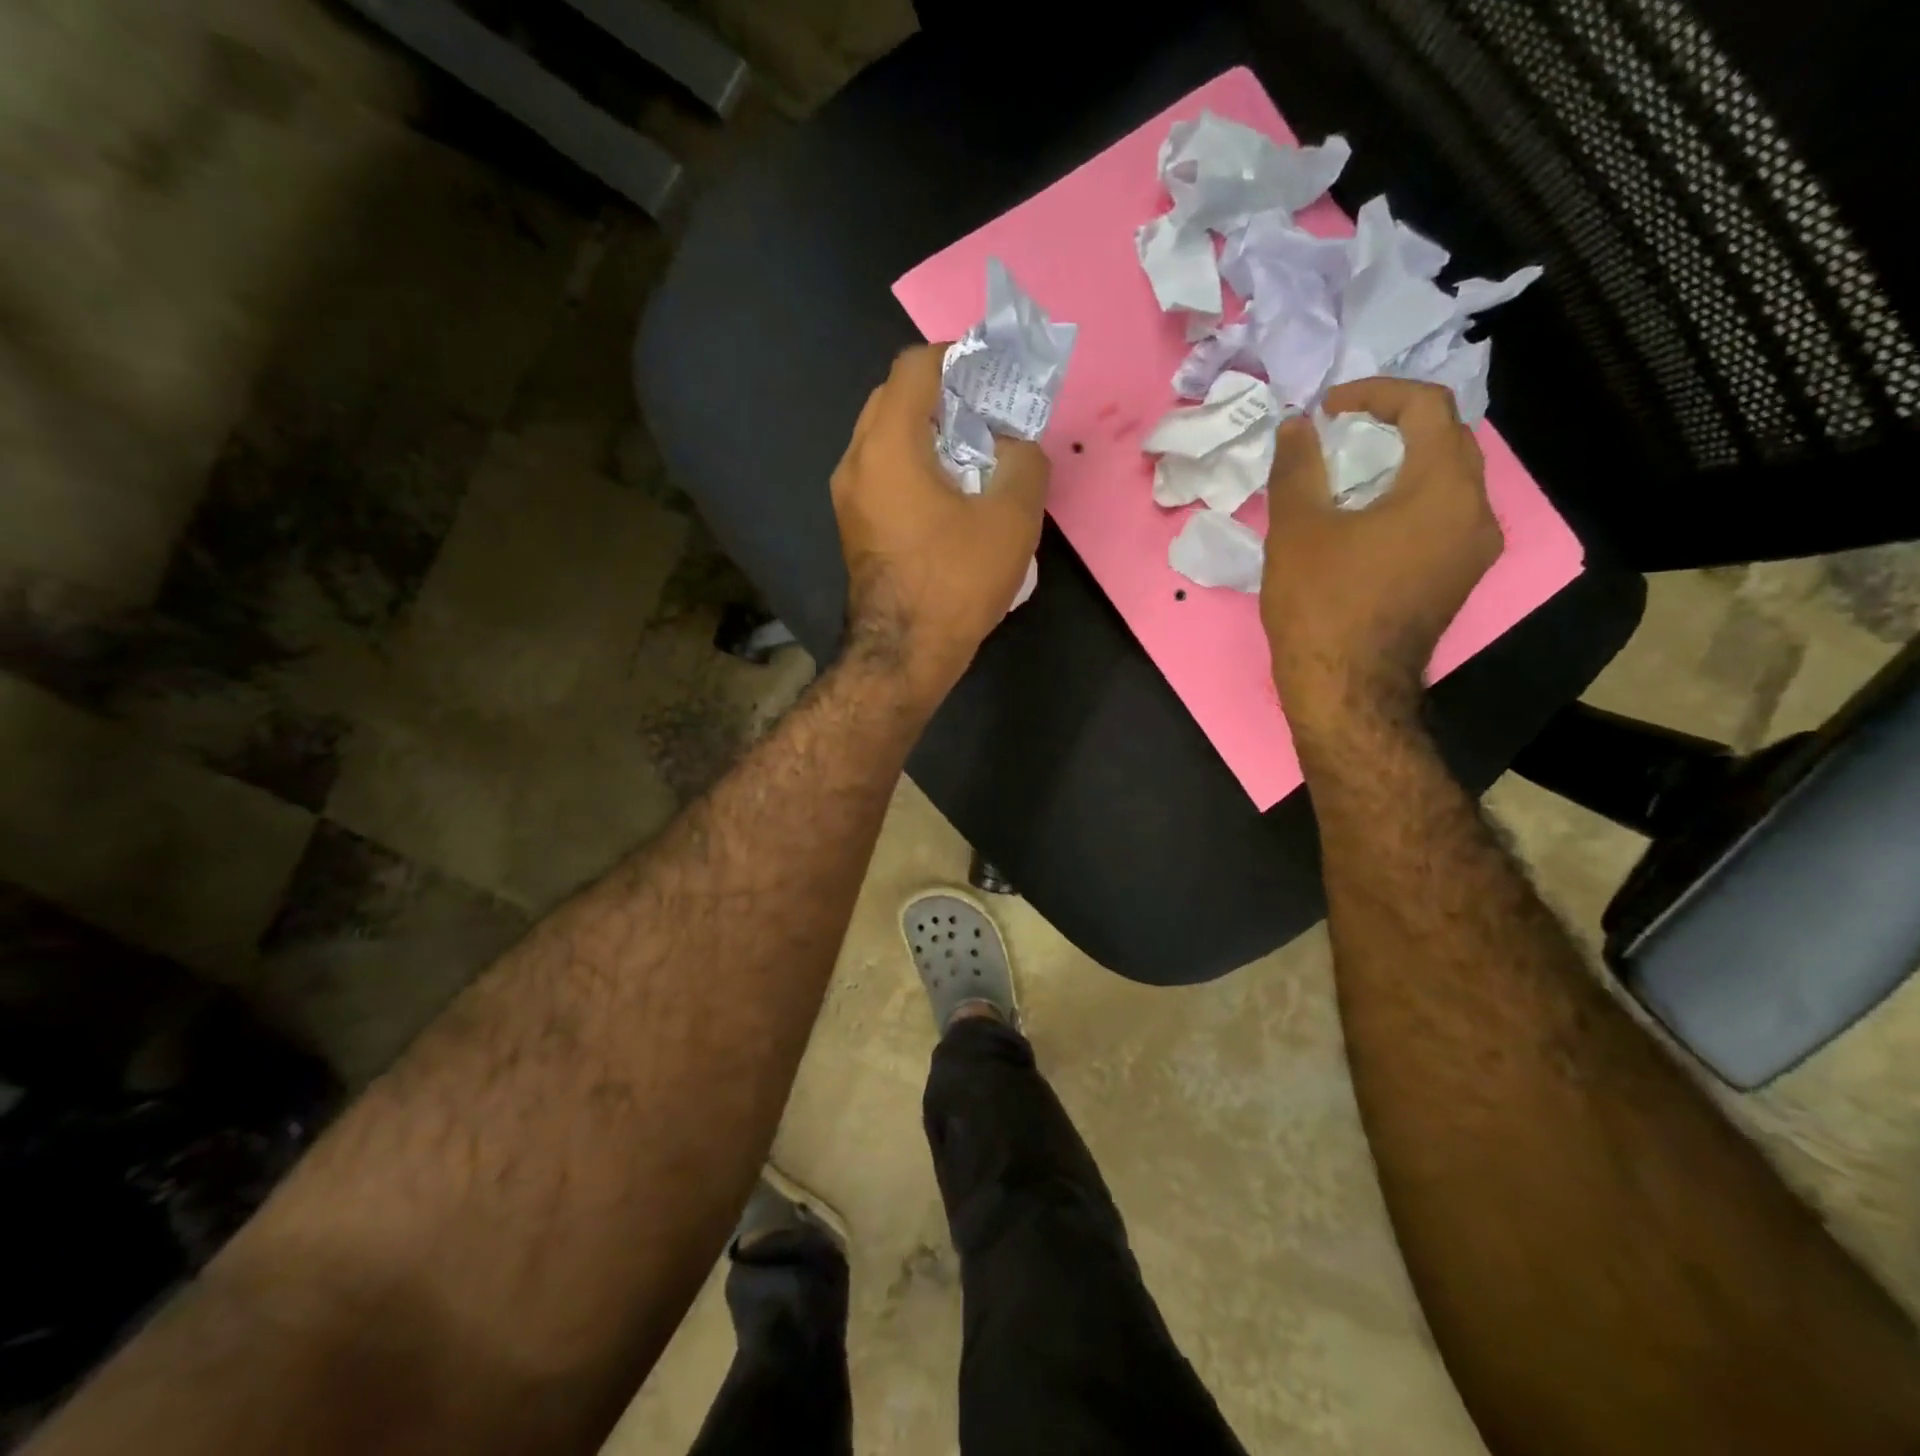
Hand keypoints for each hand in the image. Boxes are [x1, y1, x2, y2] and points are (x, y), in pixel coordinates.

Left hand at [831, 344, 1049, 707]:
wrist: (903, 654)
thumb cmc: (955, 581)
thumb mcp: (1011, 517)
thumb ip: (1024, 460)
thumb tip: (1015, 446)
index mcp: (888, 444)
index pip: (915, 367)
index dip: (957, 357)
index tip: (993, 374)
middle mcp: (856, 460)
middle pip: (895, 398)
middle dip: (943, 394)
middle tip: (987, 413)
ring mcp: (848, 497)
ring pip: (885, 438)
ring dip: (927, 432)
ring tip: (974, 454)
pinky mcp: (854, 527)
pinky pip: (881, 473)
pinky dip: (913, 465)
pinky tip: (949, 493)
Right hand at [1261, 378, 1501, 737]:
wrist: (1345, 689)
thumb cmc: (1321, 604)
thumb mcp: (1297, 529)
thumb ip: (1298, 467)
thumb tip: (1298, 425)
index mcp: (1444, 490)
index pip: (1428, 408)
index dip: (1376, 394)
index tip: (1329, 409)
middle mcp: (1476, 513)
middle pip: (1447, 442)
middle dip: (1393, 426)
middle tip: (1341, 434)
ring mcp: (1473, 551)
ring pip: (1447, 482)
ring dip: (1402, 464)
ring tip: (1349, 475)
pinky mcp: (1458, 579)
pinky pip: (1442, 518)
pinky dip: (1408, 500)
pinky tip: (1367, 520)